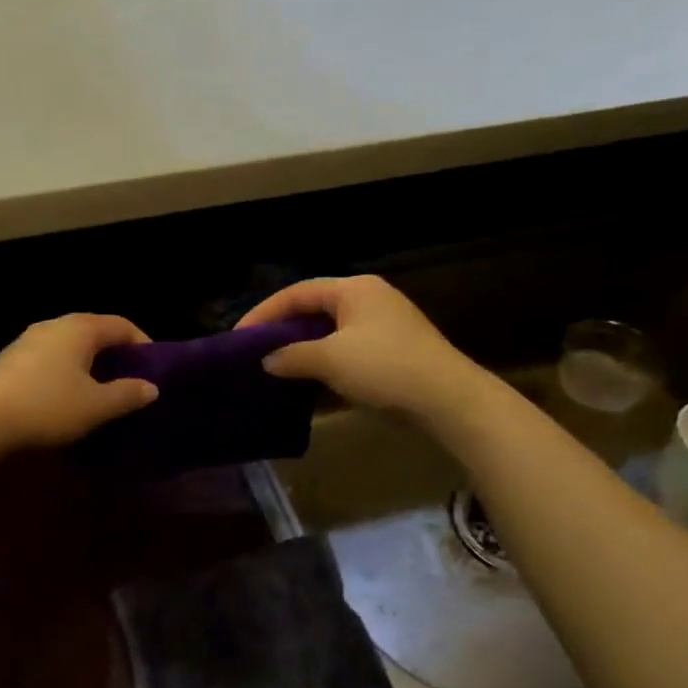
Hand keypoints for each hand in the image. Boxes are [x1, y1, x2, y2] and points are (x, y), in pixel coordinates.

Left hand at [0, 314, 159, 451]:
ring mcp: (28, 340)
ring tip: (101, 391)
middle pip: (95, 332)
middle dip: (116, 354)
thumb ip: (127, 394)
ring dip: (89, 364)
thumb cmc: (47, 407)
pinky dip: (66, 372)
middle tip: (130, 381)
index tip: (155, 369)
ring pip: (70, 346)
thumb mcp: (96, 406)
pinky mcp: (11, 360)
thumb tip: (151, 387)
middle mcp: (54, 325)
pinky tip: (67, 397)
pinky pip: (50, 359)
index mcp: (80, 328)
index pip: (121, 325)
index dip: (143, 344)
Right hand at [236, 275, 470, 417]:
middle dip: (283, 328)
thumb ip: (292, 356)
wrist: (447, 399)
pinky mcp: (393, 348)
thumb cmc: (384, 367)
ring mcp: (384, 323)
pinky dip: (324, 358)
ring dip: (303, 345)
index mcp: (353, 289)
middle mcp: (369, 298)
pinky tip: (311, 377)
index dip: (264, 312)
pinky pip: (347, 346)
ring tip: (277, 364)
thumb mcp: (330, 359)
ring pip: (331, 329)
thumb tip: (267, 360)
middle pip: (314, 307)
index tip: (239, 335)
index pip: (297, 292)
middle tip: (255, 349)